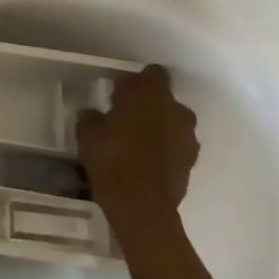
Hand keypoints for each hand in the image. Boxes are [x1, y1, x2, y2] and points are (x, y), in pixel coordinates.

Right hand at [76, 67, 199, 228]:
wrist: (142, 206)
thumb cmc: (112, 159)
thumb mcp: (87, 134)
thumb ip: (92, 118)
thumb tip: (95, 114)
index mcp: (151, 93)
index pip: (152, 73)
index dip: (135, 82)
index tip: (119, 94)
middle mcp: (176, 109)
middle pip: (164, 99)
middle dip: (148, 106)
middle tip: (124, 120)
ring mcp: (188, 137)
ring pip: (172, 123)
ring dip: (158, 128)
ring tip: (135, 144)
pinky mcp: (191, 162)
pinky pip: (176, 147)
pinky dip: (164, 150)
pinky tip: (145, 163)